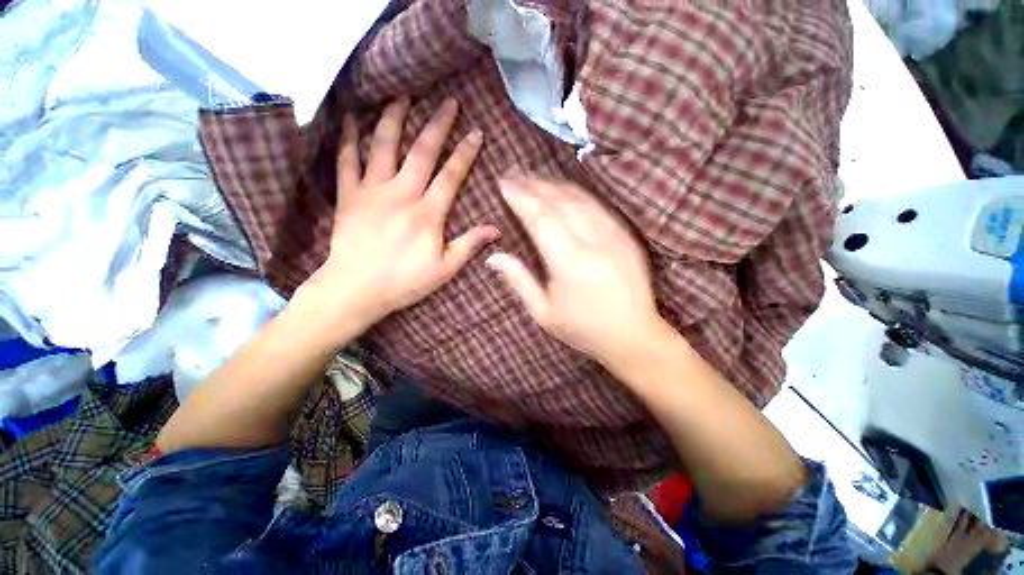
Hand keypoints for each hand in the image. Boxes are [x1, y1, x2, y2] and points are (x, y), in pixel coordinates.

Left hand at [300, 97, 498, 332]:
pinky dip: (349, 138)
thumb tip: (496, 230)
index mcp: (427, 214)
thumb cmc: (405, 282)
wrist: (356, 289)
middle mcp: (401, 194)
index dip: (465, 153)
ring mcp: (372, 191)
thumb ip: (469, 245)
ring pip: (384, 147)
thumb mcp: (445, 269)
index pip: (451, 176)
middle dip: (437, 125)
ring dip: (395, 118)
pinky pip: (347, 160)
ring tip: (403, 95)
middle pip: (422, 153)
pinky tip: (353, 117)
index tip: (476, 132)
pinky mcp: (348, 196)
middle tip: (448, 101)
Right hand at [486, 177, 663, 364]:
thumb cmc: (583, 329)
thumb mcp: (544, 312)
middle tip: (513, 175)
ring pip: (579, 198)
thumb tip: (493, 256)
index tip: (503, 184)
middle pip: (559, 201)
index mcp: (569, 263)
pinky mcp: (626, 235)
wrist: (634, 335)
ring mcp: (614, 235)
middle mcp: (593, 242)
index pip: (540, 218)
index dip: (521, 198)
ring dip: (553, 184)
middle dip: (533, 185)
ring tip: (533, 178)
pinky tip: (563, 189)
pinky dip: (577, 193)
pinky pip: (598, 205)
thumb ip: (519, 280)